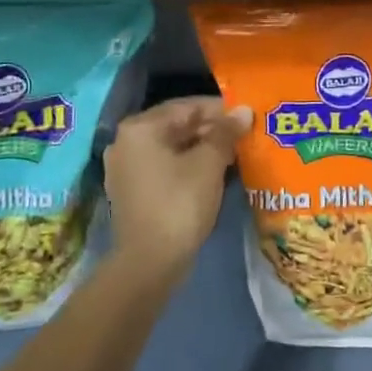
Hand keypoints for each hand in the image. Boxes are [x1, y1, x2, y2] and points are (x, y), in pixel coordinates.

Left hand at [103, 97, 251, 272]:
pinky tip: (213, 175)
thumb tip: (244, 111)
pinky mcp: (131, 191)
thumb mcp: (208, 164)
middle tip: (244, 137)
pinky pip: (163, 167)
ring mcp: (124, 168)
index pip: (187, 106)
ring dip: (202, 149)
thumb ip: (226, 132)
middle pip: (177, 125)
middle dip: (212, 130)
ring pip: (171, 148)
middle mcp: (126, 141)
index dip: (220, 110)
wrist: (149, 264)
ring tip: (234, 155)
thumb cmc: (179, 204)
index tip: (247, 117)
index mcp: (140, 127)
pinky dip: (187, 166)